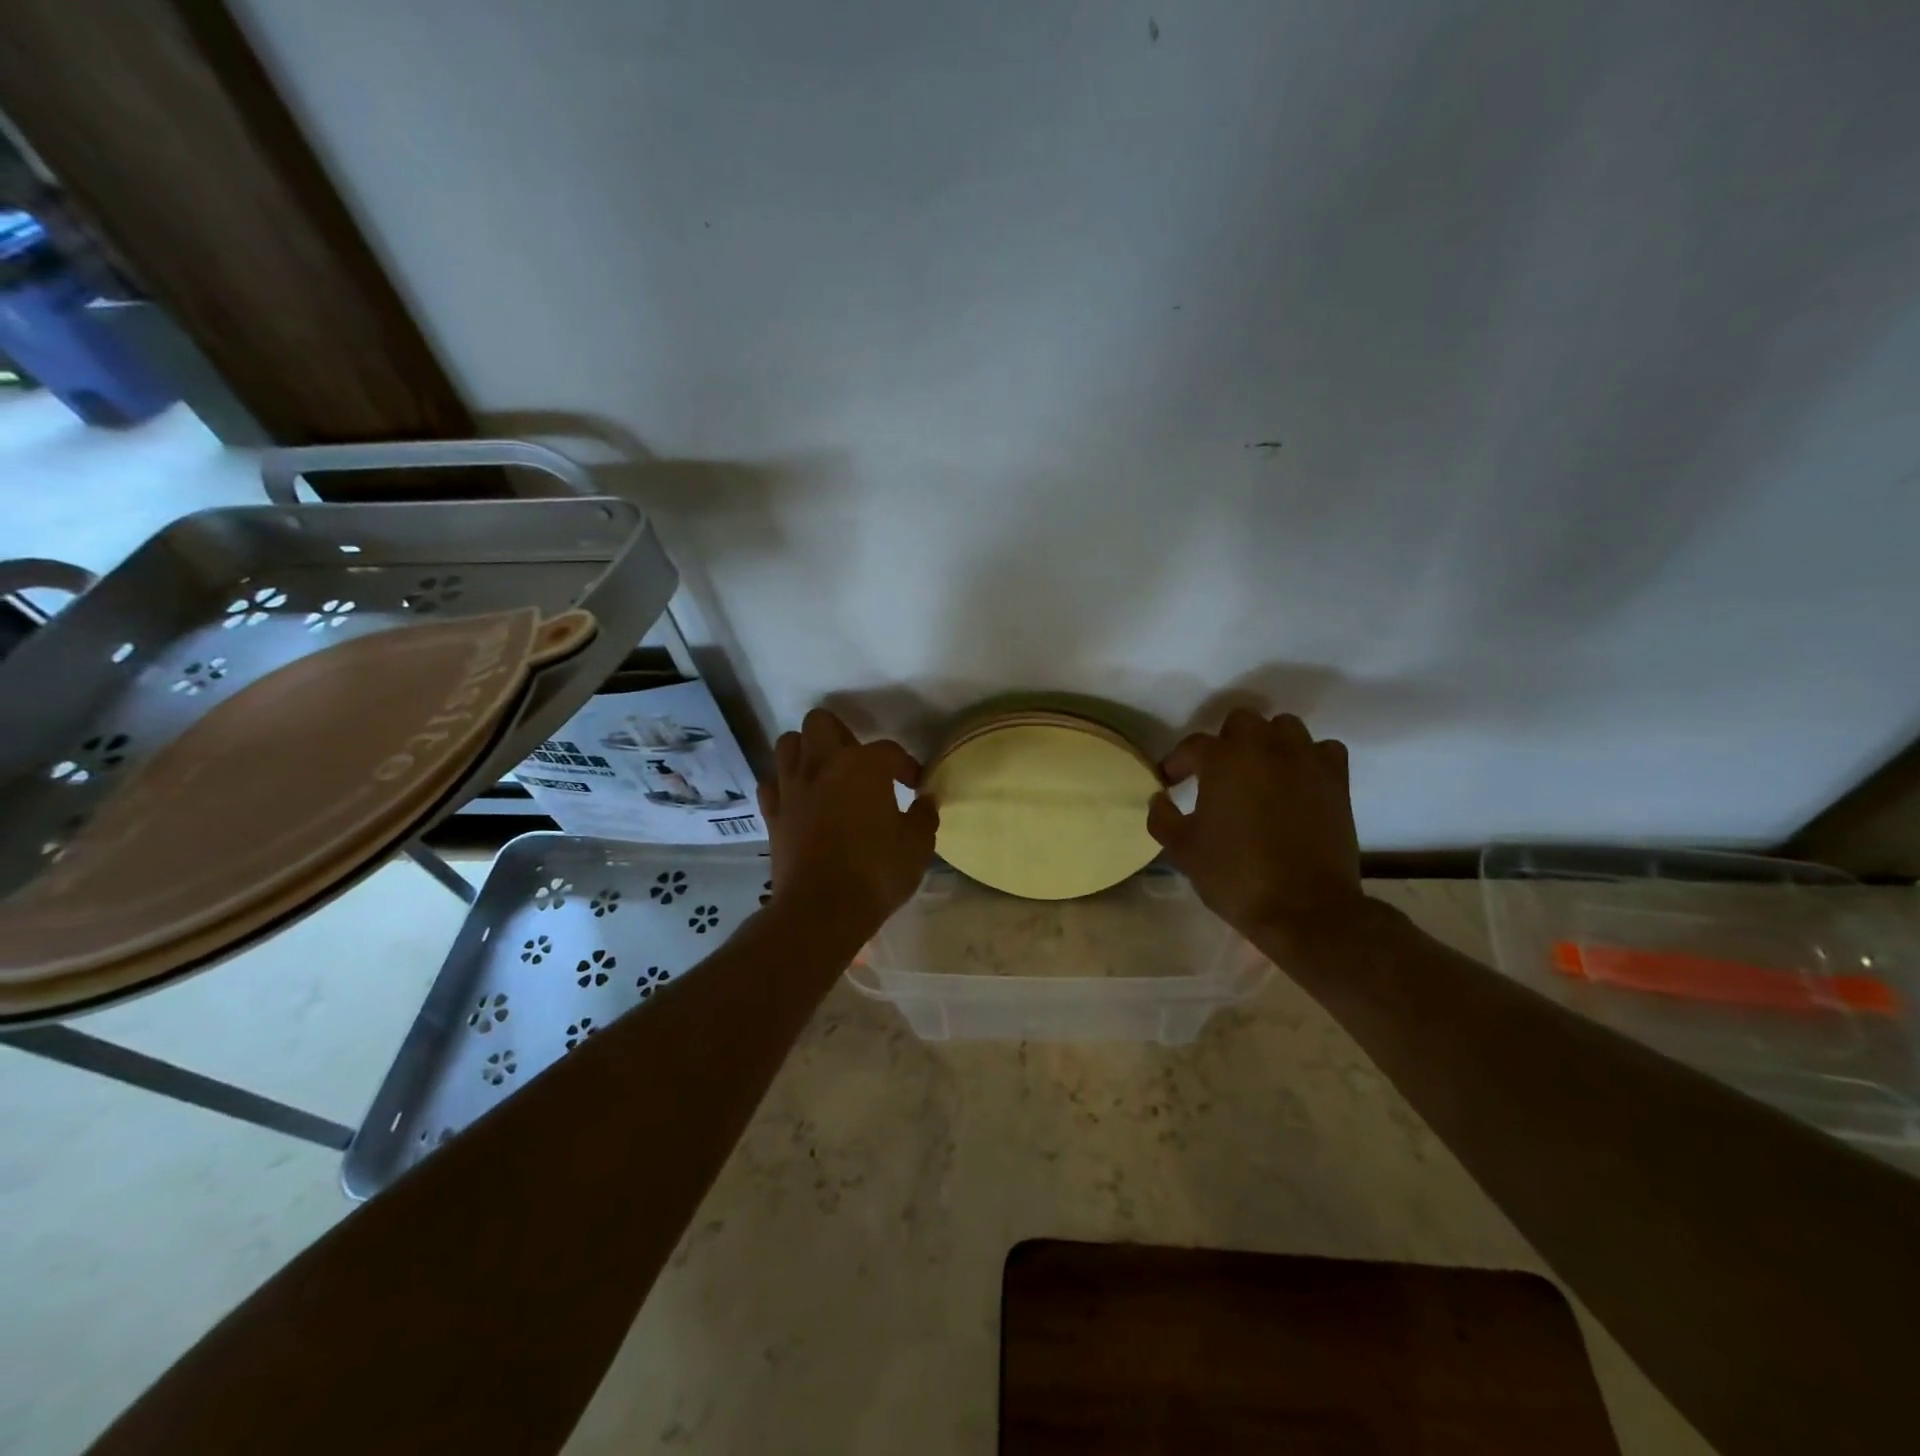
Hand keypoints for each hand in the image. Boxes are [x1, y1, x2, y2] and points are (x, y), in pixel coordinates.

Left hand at [758, 709, 937, 941]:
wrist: (822, 910)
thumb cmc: (877, 872)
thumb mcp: (917, 846)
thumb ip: (923, 817)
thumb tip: (925, 801)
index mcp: (863, 766)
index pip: (889, 751)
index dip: (905, 765)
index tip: (915, 785)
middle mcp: (822, 765)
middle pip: (821, 723)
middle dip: (842, 735)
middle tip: (860, 764)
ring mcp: (791, 788)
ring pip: (788, 744)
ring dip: (807, 751)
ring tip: (826, 774)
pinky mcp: (772, 814)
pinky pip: (771, 783)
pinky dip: (784, 785)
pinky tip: (800, 800)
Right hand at [1146, 709, 1365, 951]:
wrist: (1305, 908)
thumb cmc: (1235, 875)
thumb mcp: (1183, 850)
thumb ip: (1162, 818)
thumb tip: (1159, 799)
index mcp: (1222, 760)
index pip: (1192, 746)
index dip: (1177, 762)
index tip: (1170, 782)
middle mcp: (1265, 747)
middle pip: (1242, 721)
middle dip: (1226, 741)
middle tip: (1218, 773)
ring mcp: (1305, 760)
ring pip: (1285, 728)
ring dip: (1268, 743)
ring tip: (1260, 771)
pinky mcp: (1336, 780)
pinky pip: (1323, 750)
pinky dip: (1308, 758)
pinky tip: (1298, 780)